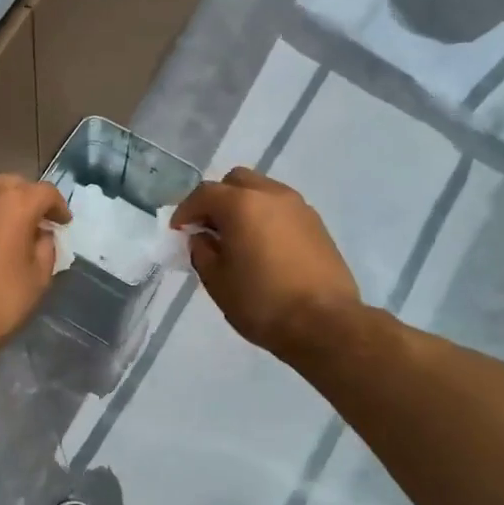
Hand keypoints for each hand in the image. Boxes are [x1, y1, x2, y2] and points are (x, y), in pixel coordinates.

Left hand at [0, 175, 69, 355]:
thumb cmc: (1, 299)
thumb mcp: (39, 277)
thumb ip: (46, 246)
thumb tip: (41, 233)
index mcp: (16, 203)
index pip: (46, 192)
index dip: (59, 206)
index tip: (64, 224)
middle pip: (17, 183)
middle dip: (32, 199)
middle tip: (42, 222)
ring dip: (8, 200)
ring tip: (18, 225)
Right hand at [172, 168, 360, 360]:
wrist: (325, 323)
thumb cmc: (262, 303)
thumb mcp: (217, 281)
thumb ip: (202, 252)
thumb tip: (202, 238)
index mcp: (242, 204)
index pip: (204, 193)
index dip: (185, 210)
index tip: (178, 231)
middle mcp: (272, 195)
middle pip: (236, 181)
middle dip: (217, 199)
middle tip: (208, 228)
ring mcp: (299, 207)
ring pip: (263, 191)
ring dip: (244, 206)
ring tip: (237, 238)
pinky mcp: (317, 225)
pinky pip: (282, 209)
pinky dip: (266, 218)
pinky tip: (263, 247)